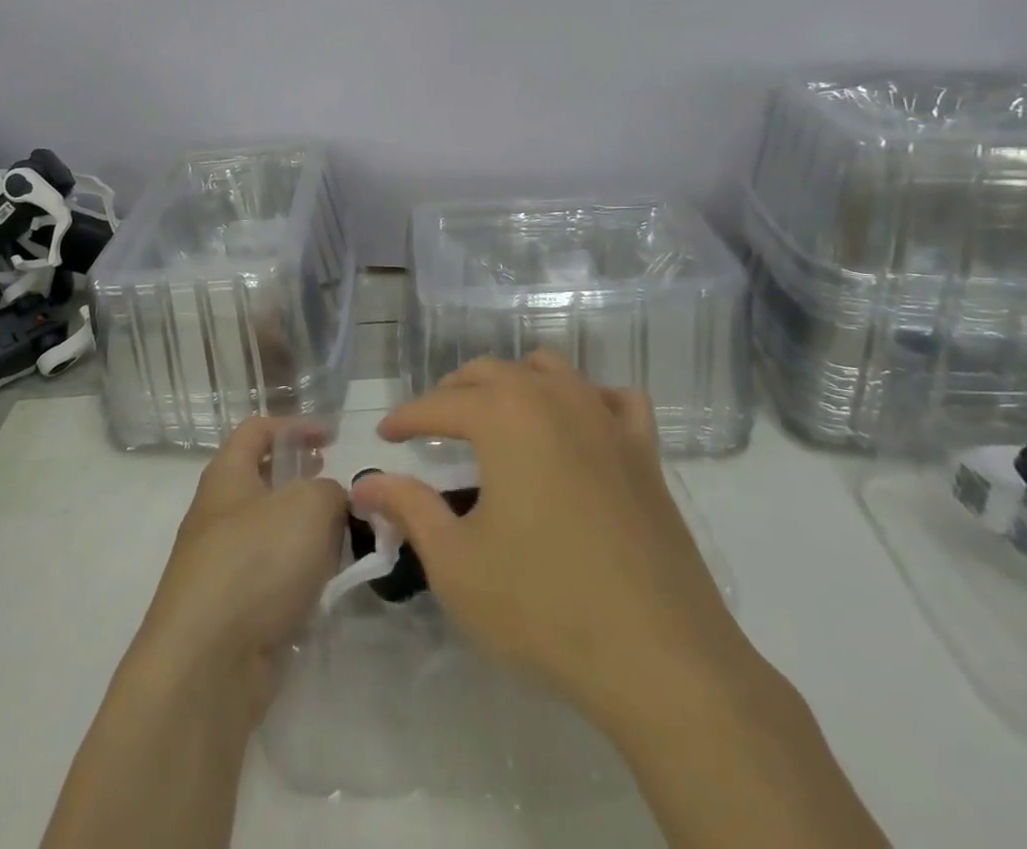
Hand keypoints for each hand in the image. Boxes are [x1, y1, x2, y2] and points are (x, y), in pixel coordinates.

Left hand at [132, 417, 347, 722]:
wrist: (206, 667)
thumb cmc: (256, 563)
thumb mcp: (310, 506)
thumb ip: (331, 491)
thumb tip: (332, 502)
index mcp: (227, 476)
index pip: (257, 429)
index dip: (295, 425)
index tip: (333, 438)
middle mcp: (218, 515)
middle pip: (263, 482)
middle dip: (304, 482)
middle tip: (340, 492)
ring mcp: (221, 566)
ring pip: (271, 534)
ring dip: (306, 534)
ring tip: (343, 541)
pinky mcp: (232, 613)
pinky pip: (272, 580)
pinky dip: (299, 578)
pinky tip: (325, 589)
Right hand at [354, 352, 748, 724]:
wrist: (659, 656)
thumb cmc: (543, 606)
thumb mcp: (456, 563)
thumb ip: (409, 509)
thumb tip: (367, 483)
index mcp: (504, 416)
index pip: (440, 403)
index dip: (407, 417)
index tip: (385, 434)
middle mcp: (553, 398)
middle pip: (492, 373)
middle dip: (454, 393)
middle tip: (431, 425)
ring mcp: (605, 419)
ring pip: (549, 371)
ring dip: (514, 383)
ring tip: (496, 417)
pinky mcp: (645, 450)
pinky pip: (613, 399)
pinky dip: (587, 399)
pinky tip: (579, 426)